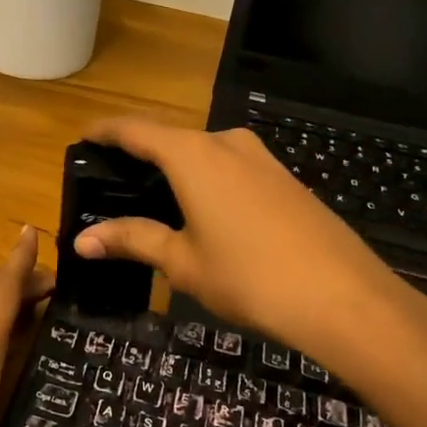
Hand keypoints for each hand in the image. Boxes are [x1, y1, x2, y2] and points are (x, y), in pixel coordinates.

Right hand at [73, 117, 426, 357]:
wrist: (344, 296)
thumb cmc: (249, 276)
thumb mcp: (182, 261)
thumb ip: (133, 240)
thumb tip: (82, 240)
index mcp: (191, 154)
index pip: (135, 129)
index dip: (105, 132)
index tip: (83, 139)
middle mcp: (225, 142)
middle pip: (170, 138)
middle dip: (140, 156)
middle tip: (114, 184)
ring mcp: (260, 157)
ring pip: (203, 153)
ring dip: (176, 169)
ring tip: (154, 201)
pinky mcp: (284, 177)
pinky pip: (231, 167)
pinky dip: (206, 180)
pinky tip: (204, 212)